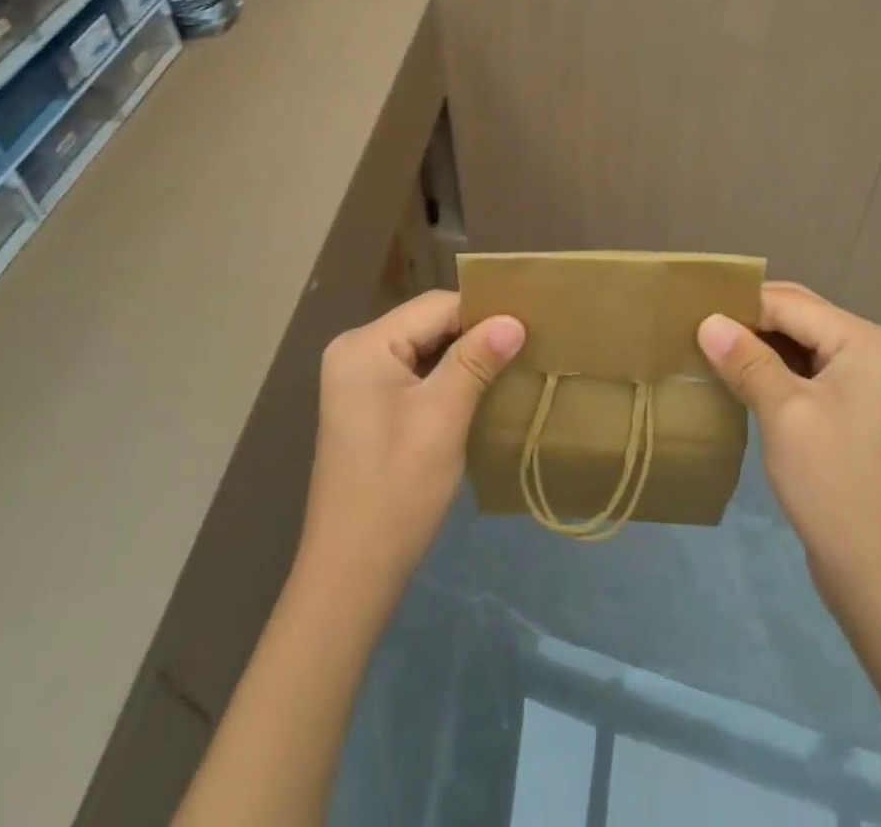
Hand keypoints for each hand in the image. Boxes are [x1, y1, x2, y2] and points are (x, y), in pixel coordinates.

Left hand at [298, 291, 523, 599]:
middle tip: (526, 346)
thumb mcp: (443, 417)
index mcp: (365, 345)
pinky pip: (414, 374)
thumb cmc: (397, 489)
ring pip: (424, 350)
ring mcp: (358, 380)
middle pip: (428, 325)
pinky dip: (446, 379)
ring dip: (464, 358)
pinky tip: (479, 391)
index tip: (529, 326)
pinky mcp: (367, 406)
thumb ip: (476, 360)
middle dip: (474, 336)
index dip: (482, 313)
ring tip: (511, 365)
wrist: (351, 573)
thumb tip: (514, 320)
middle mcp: (355, 351)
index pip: (435, 307)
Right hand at [697, 281, 880, 618]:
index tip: (689, 310)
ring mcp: (871, 382)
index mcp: (869, 342)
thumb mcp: (784, 414)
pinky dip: (775, 371)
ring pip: (802, 345)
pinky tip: (739, 378)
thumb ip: (746, 360)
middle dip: (748, 321)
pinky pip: (810, 373)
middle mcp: (877, 351)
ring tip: (707, 348)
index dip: (739, 304)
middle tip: (694, 327)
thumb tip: (707, 321)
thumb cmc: (836, 487)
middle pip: (800, 318)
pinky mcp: (859, 410)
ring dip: (758, 346)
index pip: (791, 304)